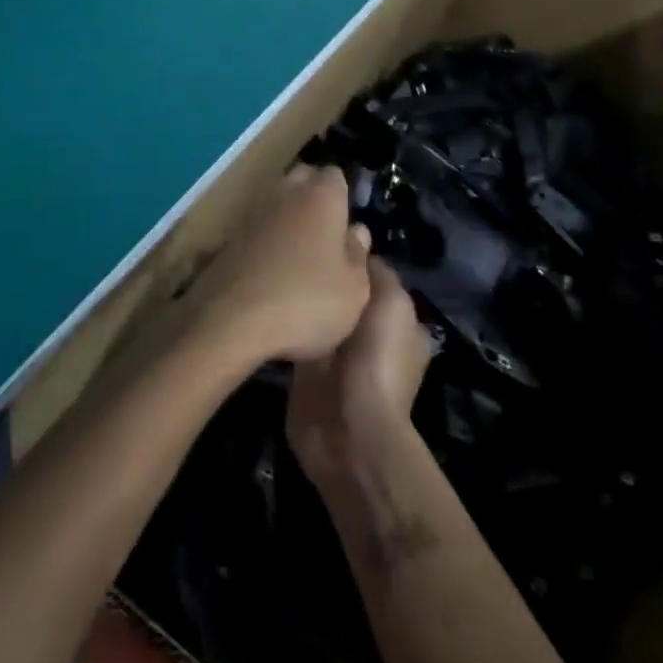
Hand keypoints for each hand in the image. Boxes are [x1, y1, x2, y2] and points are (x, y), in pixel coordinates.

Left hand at [187, 164, 374, 366]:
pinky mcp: (229, 237)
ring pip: (278, 203)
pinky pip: (258, 228)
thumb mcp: (354, 289)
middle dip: (315, 198)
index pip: (335, 175)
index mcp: (322, 196)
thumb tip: (356, 232)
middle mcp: (286, 193)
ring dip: (289, 220)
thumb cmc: (307, 301)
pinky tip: (274, 270)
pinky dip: (267, 241)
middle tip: (328, 234)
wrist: (231, 321)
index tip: (349, 221)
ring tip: (302, 256)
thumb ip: (358, 255)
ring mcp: (253, 213)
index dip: (343, 195)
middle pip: (303, 180)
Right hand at [287, 257, 431, 486]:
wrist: (349, 430)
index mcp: (397, 320)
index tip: (323, 231)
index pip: (372, 276)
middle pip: (342, 293)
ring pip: (318, 313)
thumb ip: (376, 272)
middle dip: (324, 276)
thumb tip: (359, 241)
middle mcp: (367, 335)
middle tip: (291, 246)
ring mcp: (335, 355)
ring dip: (302, 298)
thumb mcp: (392, 303)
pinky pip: (296, 336)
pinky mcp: (305, 372)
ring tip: (274, 265)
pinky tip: (265, 298)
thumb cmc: (378, 359)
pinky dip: (285, 321)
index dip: (352, 255)